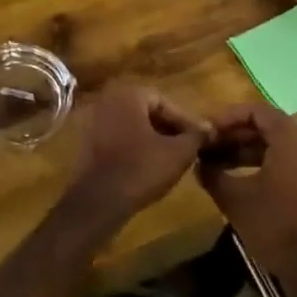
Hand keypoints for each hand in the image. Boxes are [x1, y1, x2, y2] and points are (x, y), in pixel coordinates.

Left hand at [71, 82, 210, 217]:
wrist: (99, 201)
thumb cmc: (141, 169)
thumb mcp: (178, 153)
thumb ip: (196, 136)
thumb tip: (209, 128)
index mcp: (128, 95)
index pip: (165, 102)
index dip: (185, 122)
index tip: (199, 141)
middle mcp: (107, 101)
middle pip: (147, 112)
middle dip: (169, 130)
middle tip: (187, 149)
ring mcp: (94, 122)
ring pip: (133, 127)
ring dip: (153, 140)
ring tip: (172, 161)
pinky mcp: (87, 144)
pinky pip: (119, 140)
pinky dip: (135, 149)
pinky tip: (149, 168)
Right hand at [196, 104, 296, 273]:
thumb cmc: (274, 224)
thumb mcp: (234, 198)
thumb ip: (212, 174)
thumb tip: (198, 163)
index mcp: (291, 137)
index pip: (255, 111)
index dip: (226, 118)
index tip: (204, 130)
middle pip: (264, 126)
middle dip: (232, 135)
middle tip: (205, 146)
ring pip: (272, 144)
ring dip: (242, 150)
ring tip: (212, 163)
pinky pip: (283, 158)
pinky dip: (259, 162)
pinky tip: (233, 177)